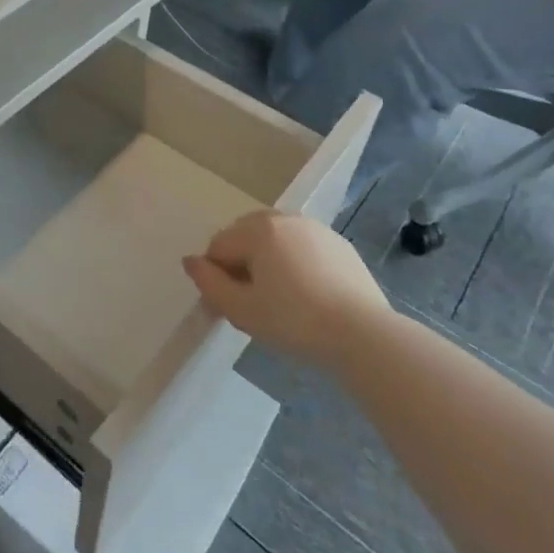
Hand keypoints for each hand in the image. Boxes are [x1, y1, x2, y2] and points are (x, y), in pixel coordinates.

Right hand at [183, 210, 388, 366]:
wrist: (363, 333)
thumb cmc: (294, 322)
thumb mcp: (242, 310)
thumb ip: (209, 284)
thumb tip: (190, 261)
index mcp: (258, 229)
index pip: (219, 247)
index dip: (216, 278)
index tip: (227, 309)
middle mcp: (284, 218)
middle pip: (246, 237)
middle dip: (241, 264)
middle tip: (252, 304)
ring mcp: (314, 228)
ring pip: (275, 240)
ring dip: (267, 262)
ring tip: (280, 300)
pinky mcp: (338, 243)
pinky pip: (302, 247)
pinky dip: (295, 263)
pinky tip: (307, 295)